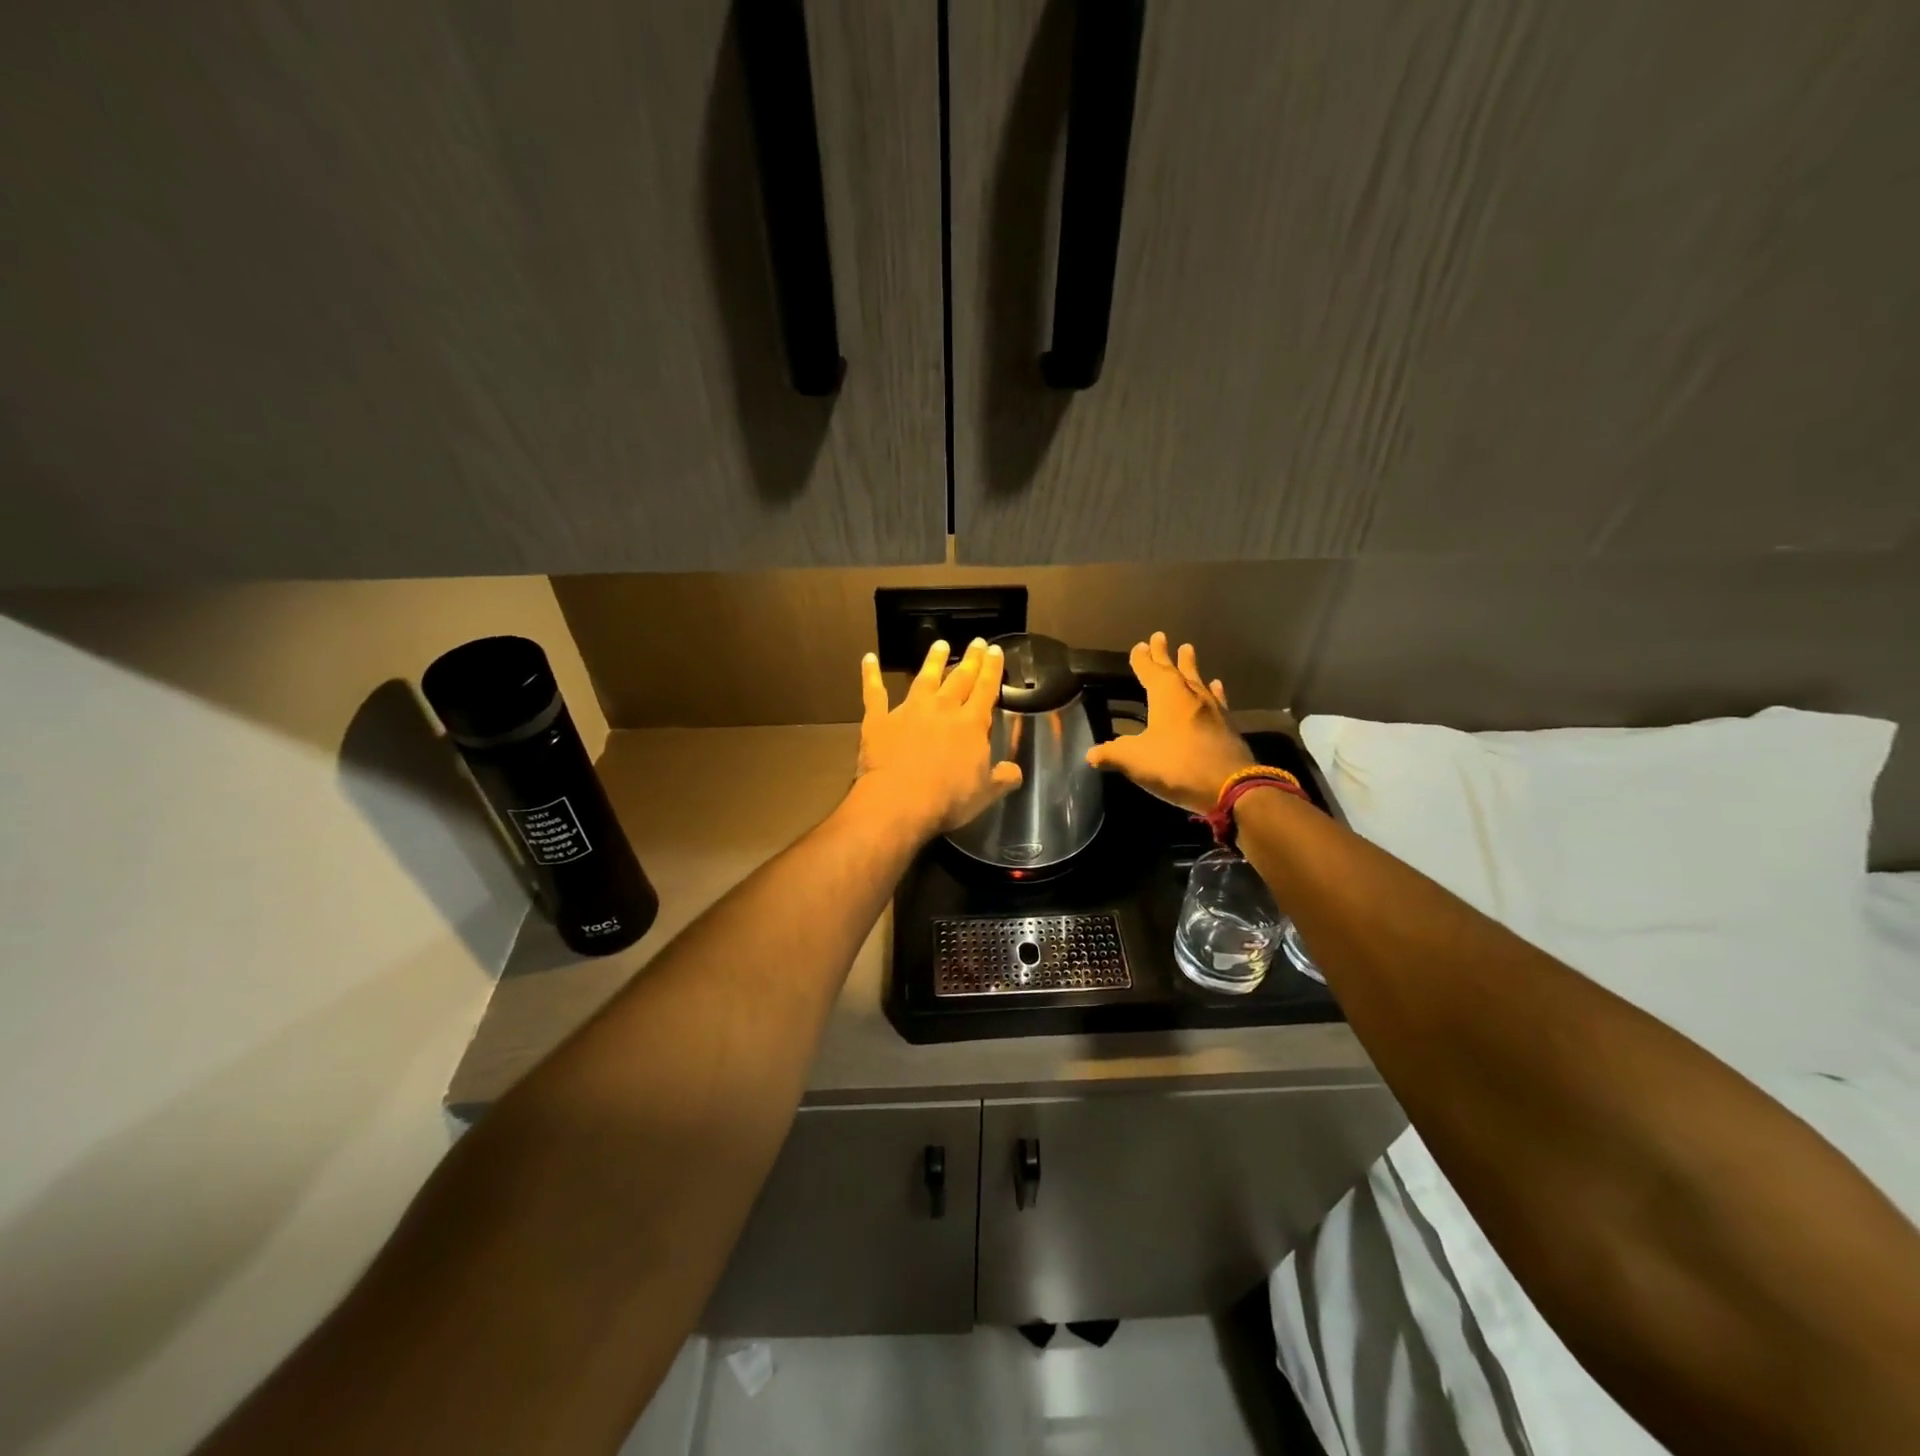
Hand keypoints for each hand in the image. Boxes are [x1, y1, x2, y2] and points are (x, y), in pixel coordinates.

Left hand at [855, 639, 1023, 836]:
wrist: (900, 801)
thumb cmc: (948, 799)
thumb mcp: (986, 793)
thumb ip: (1002, 778)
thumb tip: (1015, 772)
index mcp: (971, 724)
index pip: (986, 689)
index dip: (992, 669)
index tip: (995, 650)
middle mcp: (942, 709)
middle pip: (959, 678)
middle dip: (970, 659)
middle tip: (976, 642)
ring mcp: (909, 711)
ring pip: (924, 678)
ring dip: (933, 661)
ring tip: (940, 644)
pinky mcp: (879, 720)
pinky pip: (874, 693)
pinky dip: (870, 675)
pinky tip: (868, 659)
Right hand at [1085, 632, 1253, 812]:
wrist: (1230, 786)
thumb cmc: (1177, 766)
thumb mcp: (1135, 760)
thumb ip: (1112, 754)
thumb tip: (1090, 754)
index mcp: (1166, 696)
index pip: (1150, 671)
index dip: (1142, 659)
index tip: (1139, 646)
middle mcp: (1190, 695)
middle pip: (1175, 669)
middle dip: (1165, 655)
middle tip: (1160, 636)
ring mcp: (1212, 709)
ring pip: (1198, 680)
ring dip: (1190, 666)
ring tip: (1188, 649)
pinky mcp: (1227, 725)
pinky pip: (1217, 699)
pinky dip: (1214, 691)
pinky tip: (1216, 685)